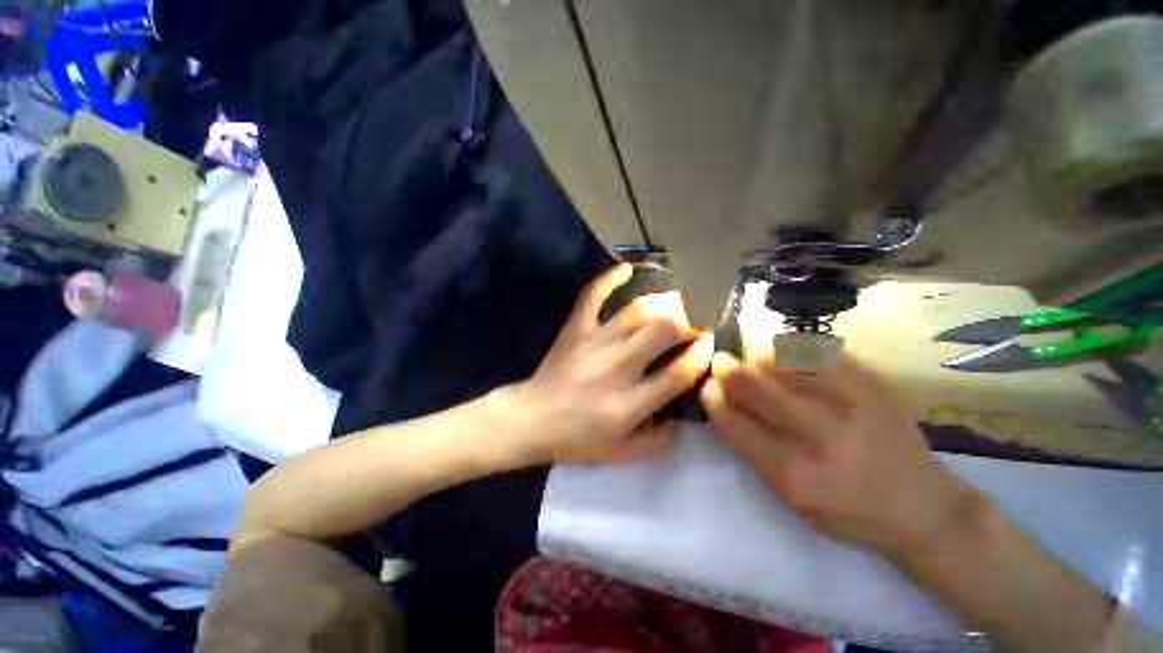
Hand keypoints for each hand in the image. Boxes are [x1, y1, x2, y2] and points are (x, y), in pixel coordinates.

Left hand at [497, 264, 713, 465]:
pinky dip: (608, 278)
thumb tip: (685, 423)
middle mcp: (616, 367)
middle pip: (664, 332)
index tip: (708, 344)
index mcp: (629, 403)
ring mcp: (594, 343)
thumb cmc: (576, 439)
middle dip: (688, 323)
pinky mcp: (575, 329)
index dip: (700, 355)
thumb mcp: (620, 454)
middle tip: (694, 323)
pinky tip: (626, 268)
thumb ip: (657, 443)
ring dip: (662, 302)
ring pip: (637, 311)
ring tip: (675, 302)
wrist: (531, 419)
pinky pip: (592, 296)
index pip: (678, 373)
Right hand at [701, 351, 978, 558]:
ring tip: (751, 356)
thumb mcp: (790, 498)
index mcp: (795, 476)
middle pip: (755, 387)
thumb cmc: (847, 512)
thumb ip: (751, 451)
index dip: (713, 399)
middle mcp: (822, 438)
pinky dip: (794, 350)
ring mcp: (853, 407)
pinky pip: (819, 354)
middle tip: (720, 361)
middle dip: (727, 369)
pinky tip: (787, 354)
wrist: (926, 509)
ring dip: (757, 355)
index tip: (707, 387)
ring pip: (784, 363)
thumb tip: (722, 404)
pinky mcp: (876, 386)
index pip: (733, 424)